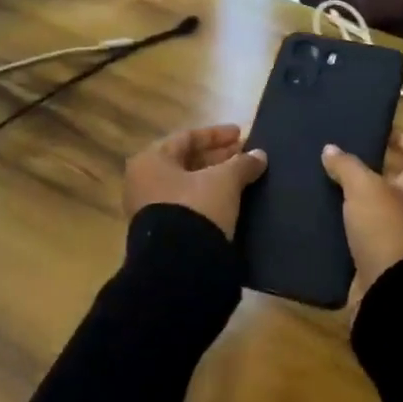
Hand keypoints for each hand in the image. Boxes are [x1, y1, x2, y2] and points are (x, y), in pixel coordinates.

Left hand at [123, 124, 267, 238]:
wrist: (179, 267)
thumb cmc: (196, 209)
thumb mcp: (224, 181)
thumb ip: (242, 164)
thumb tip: (259, 156)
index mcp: (151, 161)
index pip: (186, 138)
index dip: (216, 135)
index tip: (242, 135)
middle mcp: (143, 182)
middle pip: (185, 162)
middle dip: (217, 158)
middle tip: (244, 156)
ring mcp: (149, 210)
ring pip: (187, 186)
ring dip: (214, 179)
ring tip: (242, 178)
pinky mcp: (161, 233)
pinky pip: (187, 206)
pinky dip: (208, 200)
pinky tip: (230, 202)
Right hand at [321, 131, 402, 318]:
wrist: (394, 291)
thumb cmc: (388, 228)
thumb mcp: (365, 188)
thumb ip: (348, 165)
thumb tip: (331, 149)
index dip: (399, 136)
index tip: (373, 131)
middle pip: (398, 178)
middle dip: (371, 167)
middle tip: (339, 156)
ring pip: (379, 206)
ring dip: (357, 197)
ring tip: (325, 182)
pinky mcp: (386, 256)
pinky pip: (367, 232)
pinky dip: (349, 224)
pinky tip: (324, 216)